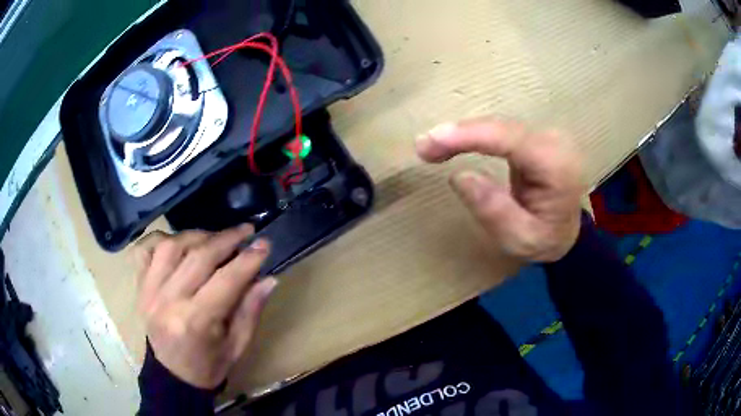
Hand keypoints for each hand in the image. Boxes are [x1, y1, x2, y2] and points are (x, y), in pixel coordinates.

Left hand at [134, 225, 276, 388]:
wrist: (173, 375)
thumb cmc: (209, 365)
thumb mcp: (237, 346)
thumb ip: (251, 310)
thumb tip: (269, 278)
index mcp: (196, 322)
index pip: (225, 281)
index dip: (247, 260)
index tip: (264, 244)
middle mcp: (168, 302)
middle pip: (198, 257)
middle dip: (226, 239)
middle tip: (245, 231)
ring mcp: (149, 292)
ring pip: (171, 247)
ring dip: (196, 236)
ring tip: (214, 238)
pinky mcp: (139, 287)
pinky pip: (145, 251)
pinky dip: (161, 240)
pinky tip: (178, 243)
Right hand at [415, 119, 584, 262]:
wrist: (568, 231)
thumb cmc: (547, 240)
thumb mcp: (520, 239)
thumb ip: (494, 210)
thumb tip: (460, 176)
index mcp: (555, 165)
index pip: (508, 139)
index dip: (467, 135)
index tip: (430, 141)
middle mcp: (553, 141)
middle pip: (500, 127)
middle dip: (458, 133)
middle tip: (423, 147)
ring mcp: (545, 135)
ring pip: (498, 125)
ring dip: (463, 133)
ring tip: (432, 147)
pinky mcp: (536, 136)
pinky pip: (501, 130)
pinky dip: (474, 135)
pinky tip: (454, 142)